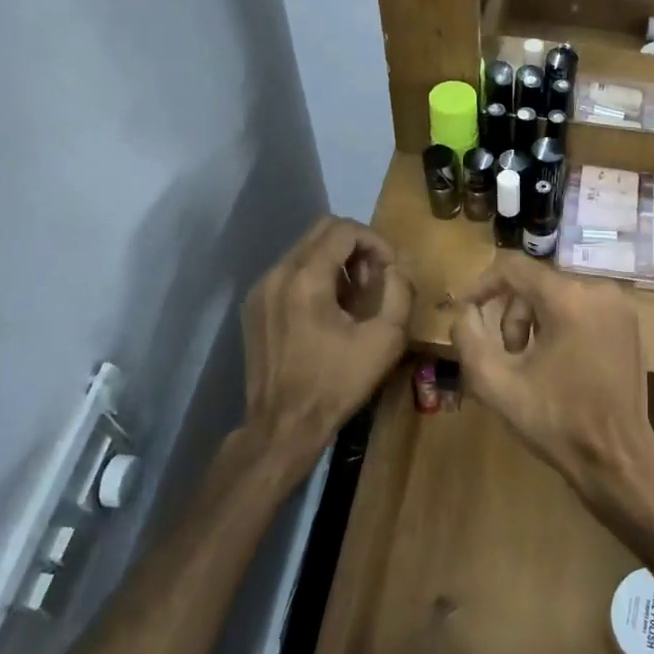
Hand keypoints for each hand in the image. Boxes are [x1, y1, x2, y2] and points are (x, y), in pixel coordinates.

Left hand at [241, 216, 412, 477]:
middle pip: (321, 231)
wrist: (285, 425)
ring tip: (353, 298)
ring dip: (335, 262)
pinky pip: (288, 272)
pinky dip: (313, 277)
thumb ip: (399, 291)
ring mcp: (260, 290)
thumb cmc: (338, 383)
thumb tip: (395, 268)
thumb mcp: (386, 339)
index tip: (389, 271)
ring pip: (303, 250)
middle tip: (372, 280)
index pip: (343, 229)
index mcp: (306, 278)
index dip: (374, 241)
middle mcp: (277, 274)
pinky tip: (327, 312)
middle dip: (355, 247)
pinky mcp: (253, 307)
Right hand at [451, 254, 653, 534]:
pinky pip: (584, 307)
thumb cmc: (555, 421)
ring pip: (560, 295)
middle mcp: (599, 290)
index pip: (513, 267)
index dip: (482, 285)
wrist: (617, 457)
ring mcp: (620, 306)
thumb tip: (464, 311)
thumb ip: (468, 339)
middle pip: (537, 283)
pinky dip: (563, 324)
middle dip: (513, 314)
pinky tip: (560, 363)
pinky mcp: (630, 323)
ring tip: (533, 363)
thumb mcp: (495, 385)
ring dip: (536, 321)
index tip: (466, 311)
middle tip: (508, 356)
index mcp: (568, 299)